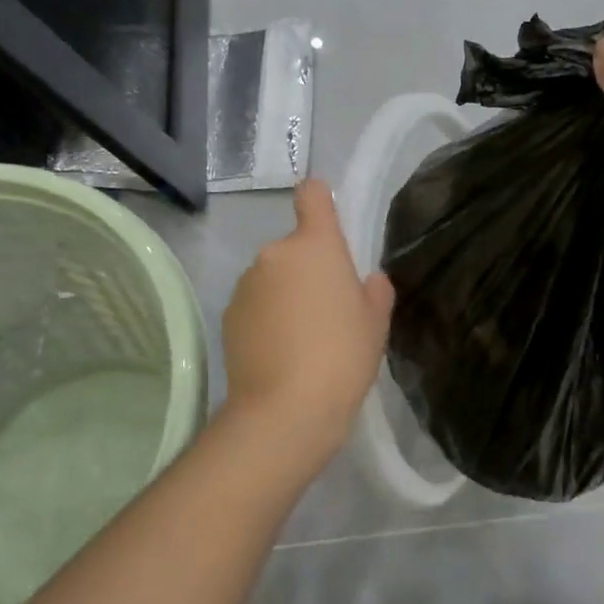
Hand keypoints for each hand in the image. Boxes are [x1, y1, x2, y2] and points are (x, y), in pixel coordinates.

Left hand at [220, 179, 393, 462]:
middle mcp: (275, 253)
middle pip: (295, 247)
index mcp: (315, 245)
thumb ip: (375, 291)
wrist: (286, 409)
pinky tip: (279, 353)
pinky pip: (255, 304)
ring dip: (285, 293)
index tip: (328, 222)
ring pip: (272, 277)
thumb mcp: (375, 323)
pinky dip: (266, 318)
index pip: (312, 194)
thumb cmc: (343, 356)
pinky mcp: (228, 315)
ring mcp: (246, 284)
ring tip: (302, 339)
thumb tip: (366, 280)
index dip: (320, 200)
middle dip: (308, 269)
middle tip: (328, 310)